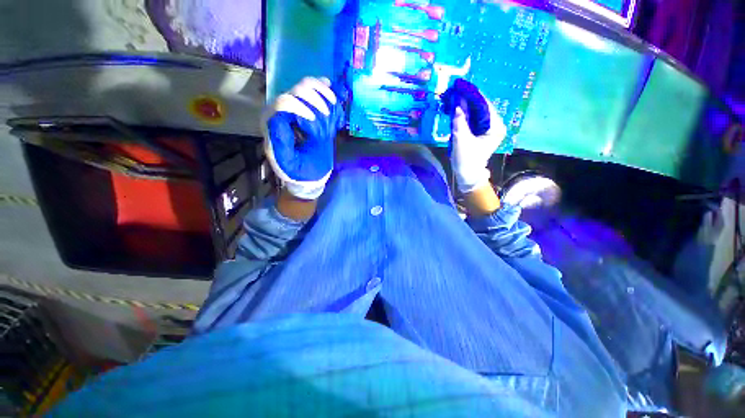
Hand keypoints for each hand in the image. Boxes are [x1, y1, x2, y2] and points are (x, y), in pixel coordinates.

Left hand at [262, 77, 346, 199]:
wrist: (308, 175)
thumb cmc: (299, 171)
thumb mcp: (289, 163)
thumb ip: (281, 143)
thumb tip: (282, 119)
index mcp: (273, 124)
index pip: (283, 103)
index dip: (301, 107)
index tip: (316, 121)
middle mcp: (281, 112)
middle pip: (296, 90)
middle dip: (315, 99)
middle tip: (327, 116)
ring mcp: (295, 109)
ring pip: (305, 86)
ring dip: (322, 92)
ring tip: (333, 104)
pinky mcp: (306, 110)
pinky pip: (314, 92)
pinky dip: (324, 90)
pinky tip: (331, 94)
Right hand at [441, 79, 505, 193]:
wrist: (467, 175)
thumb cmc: (466, 160)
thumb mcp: (461, 140)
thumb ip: (459, 121)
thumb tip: (457, 103)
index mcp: (496, 126)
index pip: (484, 105)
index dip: (471, 95)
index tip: (460, 85)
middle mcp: (495, 124)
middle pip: (481, 106)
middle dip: (467, 99)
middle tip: (453, 90)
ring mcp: (488, 127)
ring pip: (476, 111)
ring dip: (464, 105)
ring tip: (452, 97)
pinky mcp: (480, 130)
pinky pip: (472, 117)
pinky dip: (463, 113)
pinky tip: (455, 108)